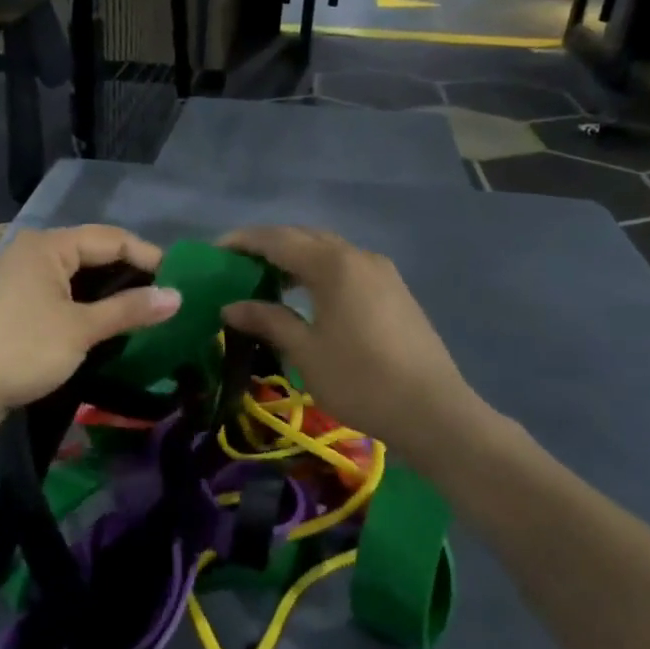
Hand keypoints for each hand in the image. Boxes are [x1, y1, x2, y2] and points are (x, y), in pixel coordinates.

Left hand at [0, 226, 178, 421]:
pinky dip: (87, 307)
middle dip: (131, 275)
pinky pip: (62, 296)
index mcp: (48, 246)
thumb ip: (130, 309)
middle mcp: (33, 253)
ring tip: (145, 313)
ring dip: (111, 294)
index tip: (180, 281)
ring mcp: (21, 280)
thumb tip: (177, 296)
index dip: (149, 257)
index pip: (111, 238)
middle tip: (166, 298)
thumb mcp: (81, 329)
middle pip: (94, 254)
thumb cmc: (21, 349)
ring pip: (78, 278)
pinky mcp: (15, 306)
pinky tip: (109, 325)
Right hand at [218, 227, 492, 464]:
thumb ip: (268, 320)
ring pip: (329, 252)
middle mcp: (359, 257)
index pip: (278, 240)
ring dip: (296, 259)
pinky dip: (319, 272)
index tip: (216, 251)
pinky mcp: (395, 291)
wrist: (432, 410)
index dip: (244, 242)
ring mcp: (382, 273)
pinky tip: (307, 298)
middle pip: (305, 238)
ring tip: (268, 281)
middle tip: (239, 265)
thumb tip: (231, 306)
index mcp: (333, 265)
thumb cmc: (361, 380)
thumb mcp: (306, 352)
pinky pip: (347, 268)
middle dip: (269, 246)